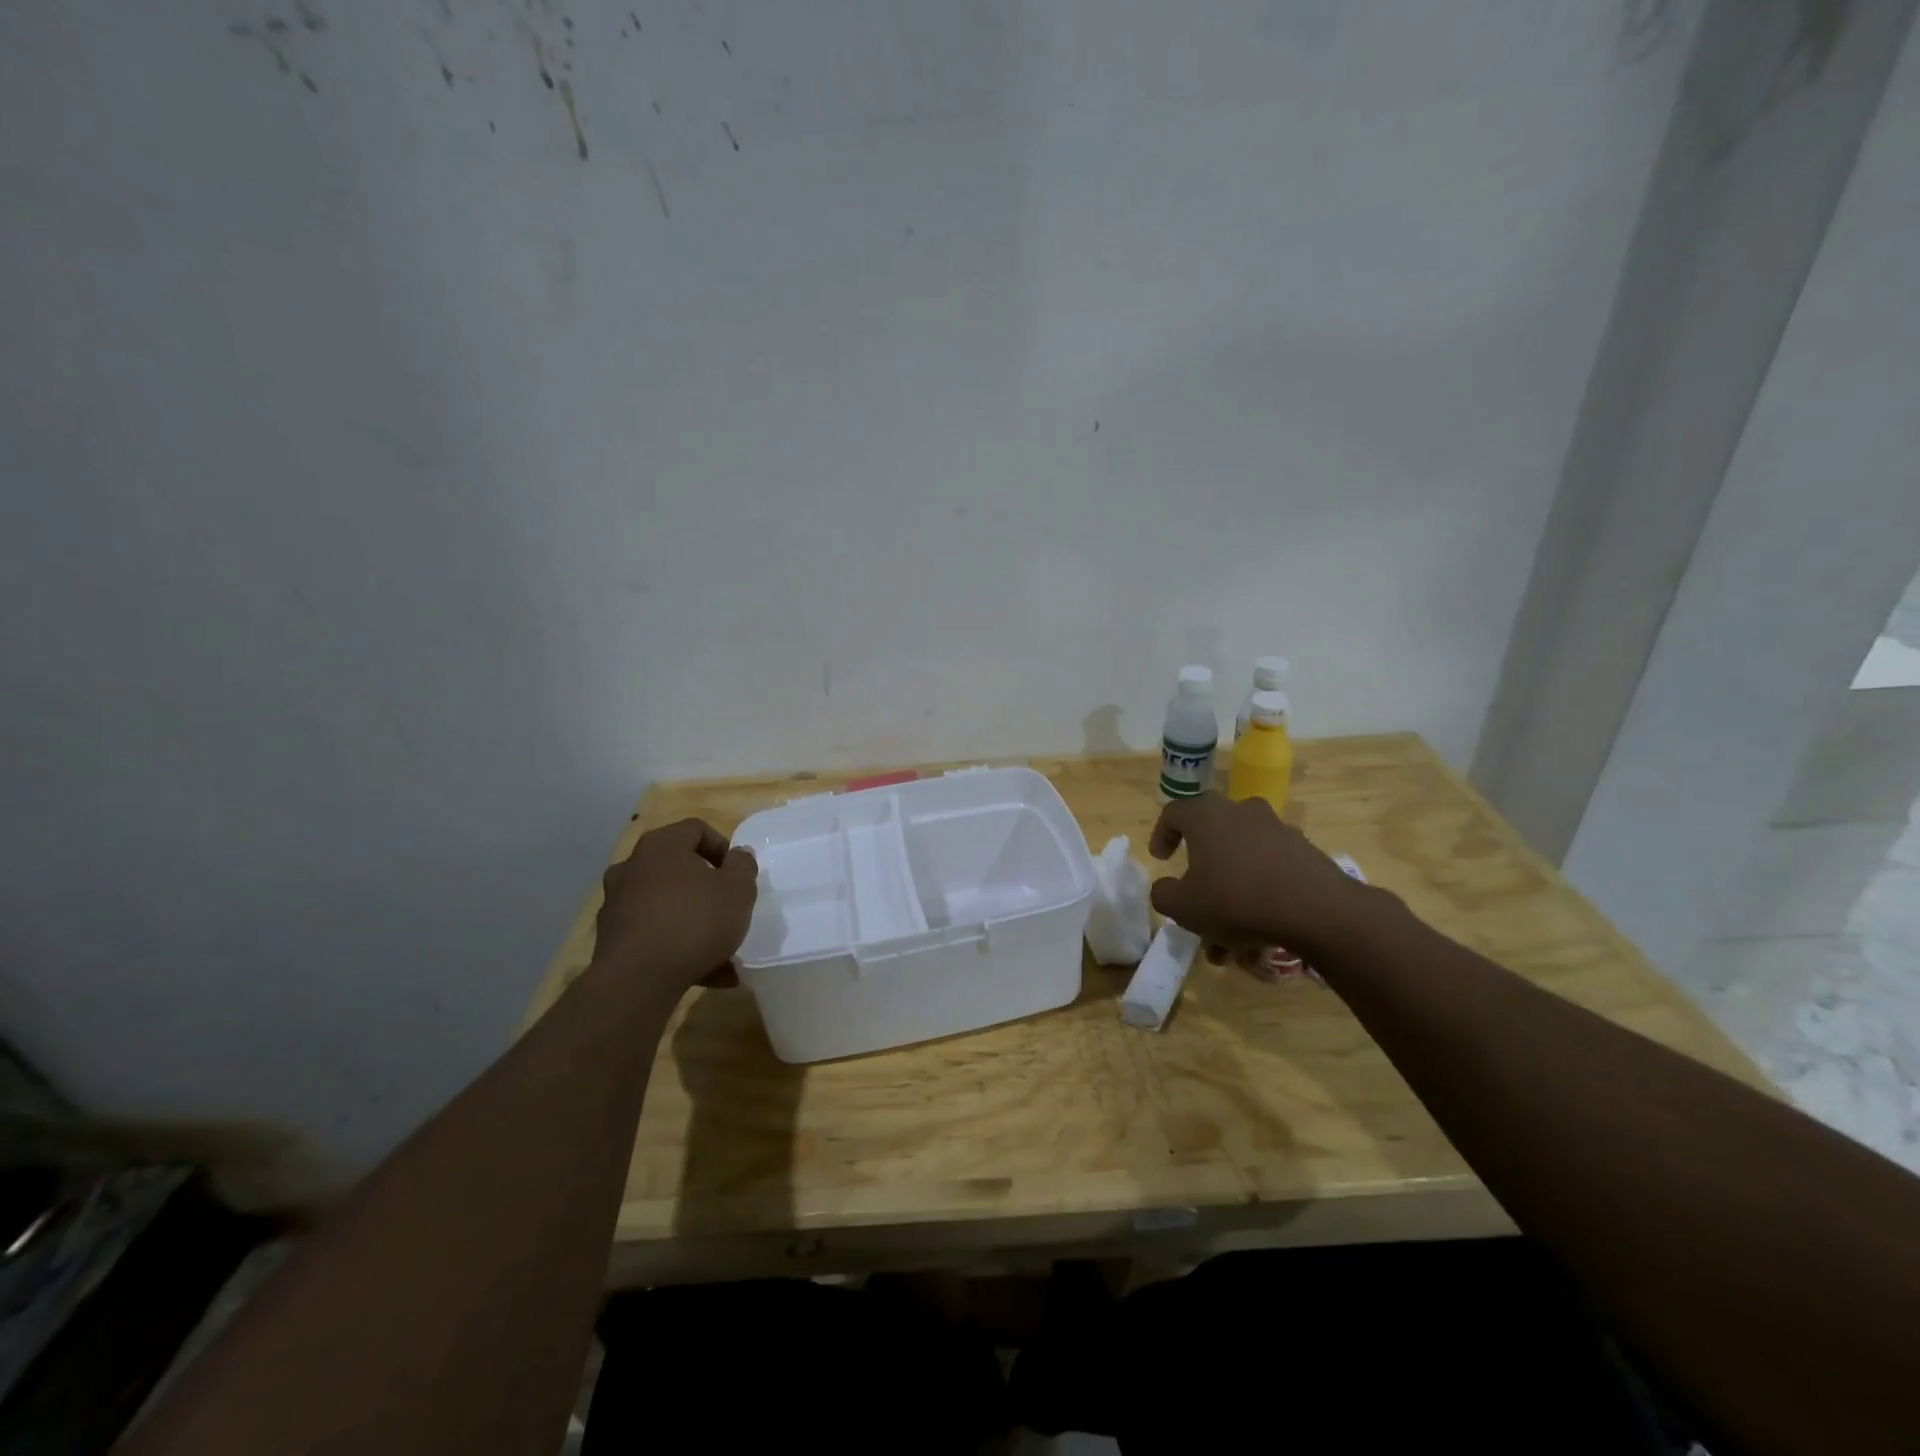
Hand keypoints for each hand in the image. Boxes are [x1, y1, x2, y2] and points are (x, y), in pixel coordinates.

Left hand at [592, 818, 757, 1000]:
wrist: (637, 980)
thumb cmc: (694, 921)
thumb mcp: (738, 890)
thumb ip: (743, 866)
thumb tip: (737, 855)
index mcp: (661, 846)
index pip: (696, 829)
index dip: (722, 847)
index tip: (737, 874)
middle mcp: (632, 867)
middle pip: (678, 868)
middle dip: (706, 888)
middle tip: (727, 907)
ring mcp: (617, 903)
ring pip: (667, 905)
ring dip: (693, 921)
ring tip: (722, 950)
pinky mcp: (611, 938)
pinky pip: (654, 934)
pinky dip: (676, 946)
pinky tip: (705, 972)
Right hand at [1148, 793, 1377, 963]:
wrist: (1316, 910)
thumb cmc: (1235, 899)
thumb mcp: (1183, 906)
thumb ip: (1164, 894)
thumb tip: (1166, 889)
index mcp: (1206, 815)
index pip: (1174, 813)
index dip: (1162, 835)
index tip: (1161, 859)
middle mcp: (1241, 812)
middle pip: (1212, 841)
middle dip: (1201, 878)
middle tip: (1196, 906)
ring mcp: (1277, 830)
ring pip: (1242, 864)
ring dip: (1231, 898)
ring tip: (1230, 942)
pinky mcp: (1305, 853)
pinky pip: (1270, 874)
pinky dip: (1260, 899)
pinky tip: (1260, 938)